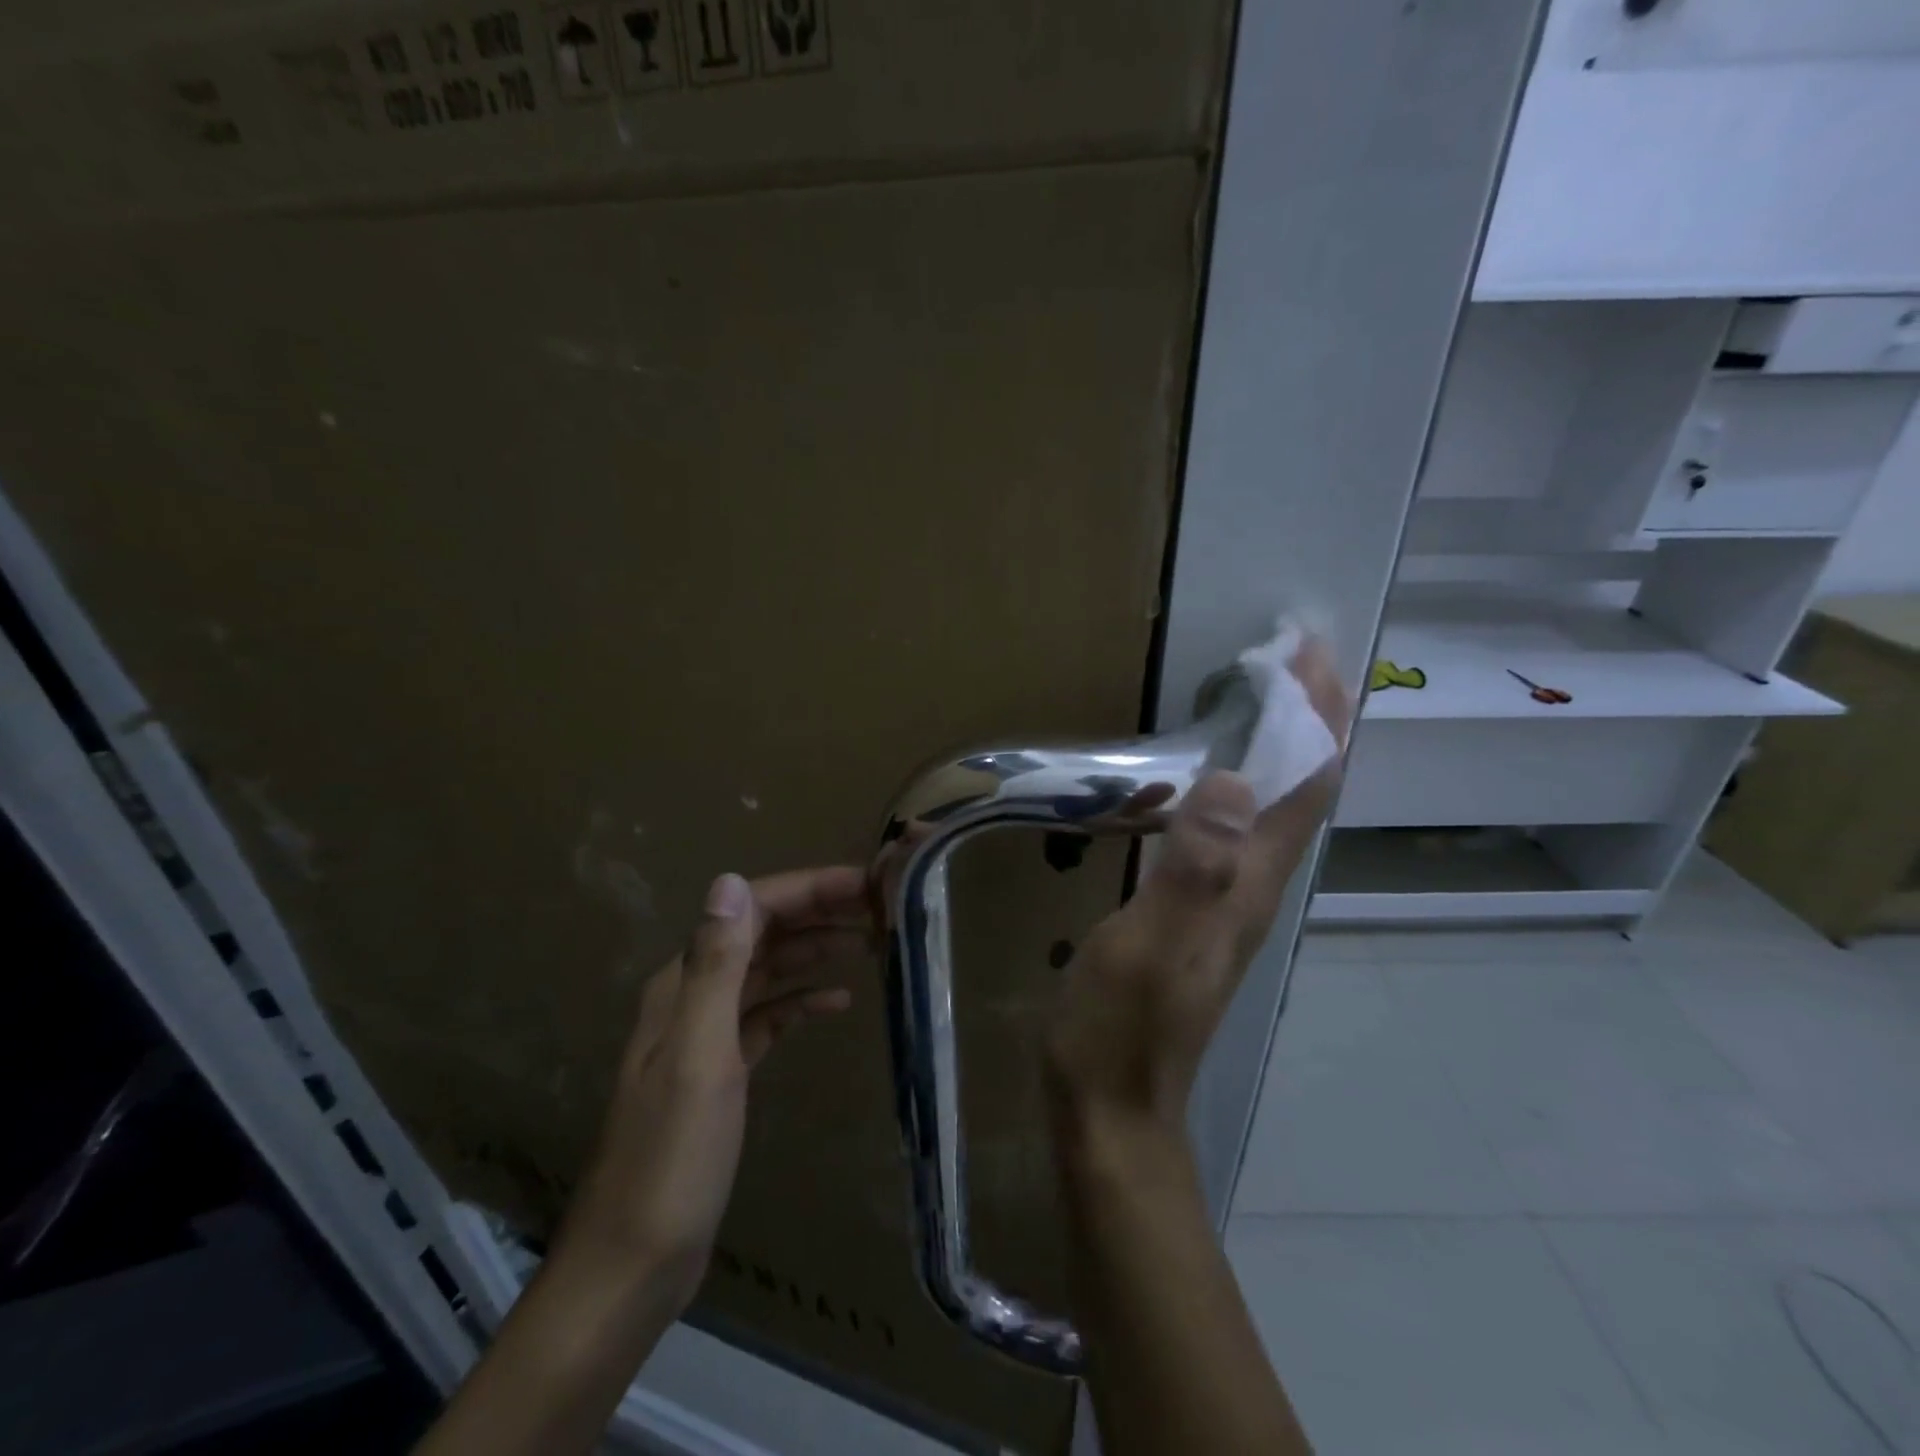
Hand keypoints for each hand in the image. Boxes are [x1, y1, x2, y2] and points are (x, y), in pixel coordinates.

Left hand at [552, 867, 866, 1311]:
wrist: (632, 1266)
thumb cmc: (671, 1160)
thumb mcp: (699, 1056)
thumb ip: (715, 967)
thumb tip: (731, 880)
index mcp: (684, 983)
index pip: (752, 908)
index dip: (809, 889)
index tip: (866, 884)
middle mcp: (693, 995)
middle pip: (763, 932)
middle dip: (819, 911)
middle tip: (882, 907)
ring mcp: (706, 1034)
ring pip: (768, 970)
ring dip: (816, 949)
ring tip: (872, 942)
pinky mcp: (722, 1070)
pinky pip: (768, 1015)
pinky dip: (802, 1000)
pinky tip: (838, 1002)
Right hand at [1043, 637, 1350, 1136]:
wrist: (1113, 1105)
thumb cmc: (1121, 1025)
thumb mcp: (1147, 946)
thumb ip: (1193, 869)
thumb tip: (1235, 781)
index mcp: (1247, 885)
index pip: (1304, 785)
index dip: (1314, 717)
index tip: (1307, 651)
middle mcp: (1253, 886)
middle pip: (1302, 789)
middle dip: (1307, 718)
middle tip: (1289, 655)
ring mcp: (1227, 901)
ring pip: (1274, 807)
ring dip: (1278, 747)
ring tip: (1260, 695)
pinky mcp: (1198, 910)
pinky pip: (1236, 828)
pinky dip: (1241, 782)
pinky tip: (1210, 773)